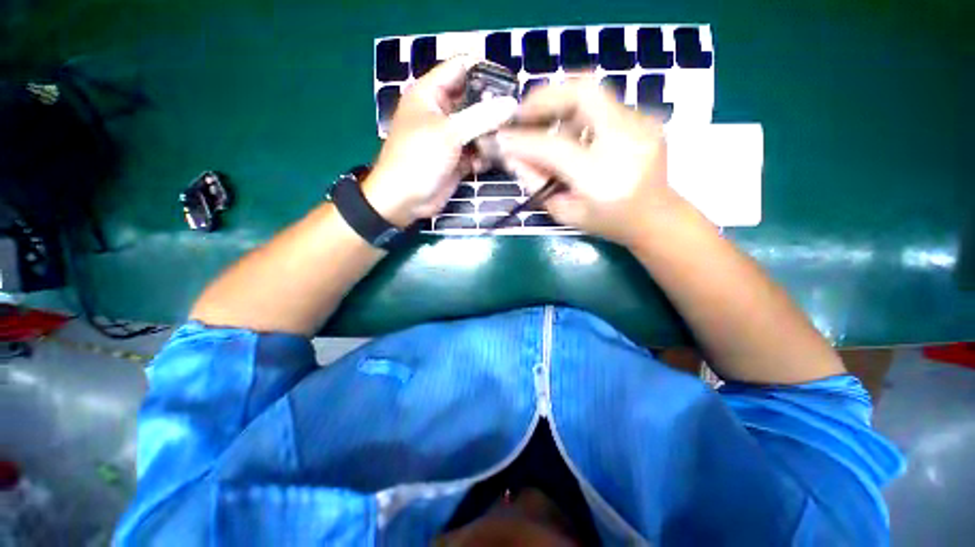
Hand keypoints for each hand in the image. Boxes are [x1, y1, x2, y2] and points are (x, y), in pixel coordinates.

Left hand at [364, 56, 517, 226]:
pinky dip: (482, 156)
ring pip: (478, 128)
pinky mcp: (457, 159)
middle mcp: (441, 112)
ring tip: (499, 145)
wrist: (405, 200)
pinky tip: (480, 165)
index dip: (485, 70)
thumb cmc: (419, 158)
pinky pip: (476, 151)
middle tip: (513, 118)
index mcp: (430, 93)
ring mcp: (450, 137)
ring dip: (489, 137)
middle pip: (474, 100)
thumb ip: (481, 116)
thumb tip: (511, 104)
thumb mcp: (449, 132)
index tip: (511, 82)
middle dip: (492, 109)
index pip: (460, 68)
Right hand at [497, 81, 686, 245]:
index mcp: (602, 178)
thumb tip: (511, 156)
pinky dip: (580, 115)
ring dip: (561, 107)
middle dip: (545, 96)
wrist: (656, 217)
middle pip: (583, 92)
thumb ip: (536, 183)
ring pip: (593, 94)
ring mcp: (642, 125)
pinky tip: (576, 136)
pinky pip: (604, 106)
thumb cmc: (607, 222)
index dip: (523, 140)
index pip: (554, 148)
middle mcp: (626, 143)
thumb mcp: (565, 213)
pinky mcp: (647, 119)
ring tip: (549, 131)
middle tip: (523, 112)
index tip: (501, 138)